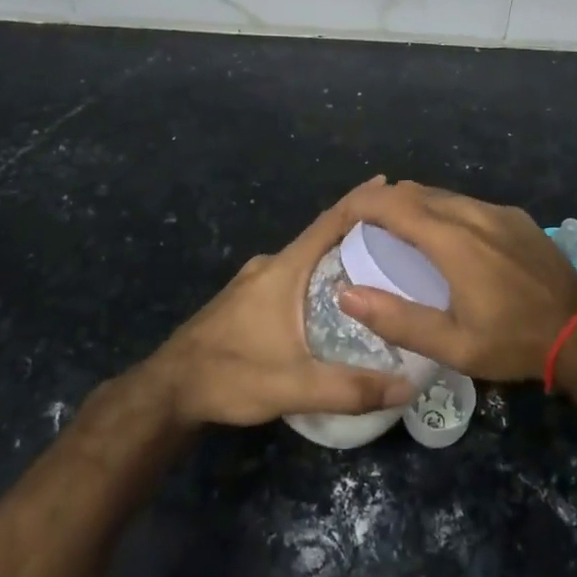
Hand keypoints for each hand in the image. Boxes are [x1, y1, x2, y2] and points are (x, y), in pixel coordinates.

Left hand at [146, 177, 417, 427]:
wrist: (168, 390)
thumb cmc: (230, 376)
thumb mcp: (294, 386)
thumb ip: (350, 388)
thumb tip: (408, 388)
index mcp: (283, 269)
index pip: (329, 222)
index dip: (361, 202)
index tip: (393, 186)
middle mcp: (270, 265)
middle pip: (322, 238)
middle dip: (359, 232)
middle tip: (400, 236)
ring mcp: (255, 281)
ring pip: (307, 259)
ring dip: (338, 256)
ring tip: (378, 266)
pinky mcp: (247, 299)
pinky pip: (294, 275)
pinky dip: (320, 275)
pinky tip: (336, 297)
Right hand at [336, 181, 576, 382]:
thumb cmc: (512, 343)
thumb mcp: (452, 345)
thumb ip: (396, 320)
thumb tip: (346, 294)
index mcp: (453, 241)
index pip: (394, 204)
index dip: (363, 204)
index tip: (344, 216)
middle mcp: (474, 214)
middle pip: (416, 192)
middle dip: (386, 202)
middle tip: (366, 227)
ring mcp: (498, 212)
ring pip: (443, 195)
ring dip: (415, 206)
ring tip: (400, 232)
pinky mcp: (516, 217)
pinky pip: (468, 203)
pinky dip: (444, 211)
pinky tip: (446, 238)